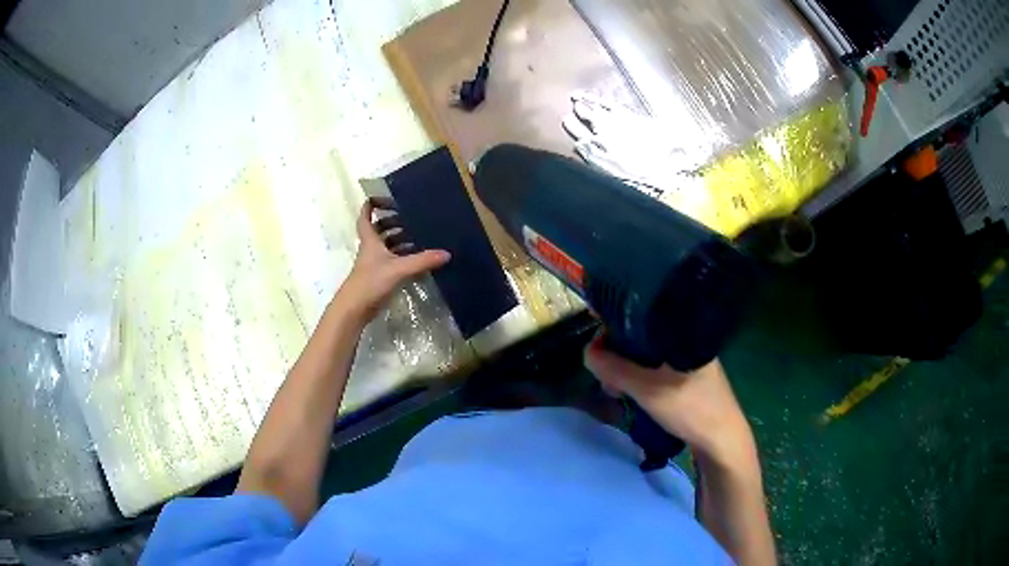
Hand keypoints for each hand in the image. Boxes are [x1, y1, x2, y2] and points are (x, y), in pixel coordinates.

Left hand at [339, 197, 450, 319]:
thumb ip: (422, 261)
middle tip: (410, 218)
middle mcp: (371, 249)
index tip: (382, 198)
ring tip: (419, 237)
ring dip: (400, 241)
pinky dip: (403, 259)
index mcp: (370, 240)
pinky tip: (418, 261)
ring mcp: (374, 265)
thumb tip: (446, 253)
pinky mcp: (379, 278)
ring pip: (387, 247)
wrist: (354, 309)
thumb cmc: (371, 282)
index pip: (365, 217)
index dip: (371, 206)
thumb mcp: (398, 269)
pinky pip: (393, 263)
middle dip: (392, 223)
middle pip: (379, 230)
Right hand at [584, 333, 755, 466]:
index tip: (600, 353)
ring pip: (648, 356)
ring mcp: (689, 359)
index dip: (615, 331)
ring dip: (628, 371)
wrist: (722, 440)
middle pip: (641, 338)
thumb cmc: (690, 408)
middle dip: (618, 357)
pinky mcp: (688, 377)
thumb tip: (587, 352)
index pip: (641, 316)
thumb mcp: (647, 389)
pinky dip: (640, 379)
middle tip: (608, 380)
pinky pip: (656, 369)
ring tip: (617, 391)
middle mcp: (686, 339)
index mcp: (682, 331)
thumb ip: (616, 369)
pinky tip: (632, 394)